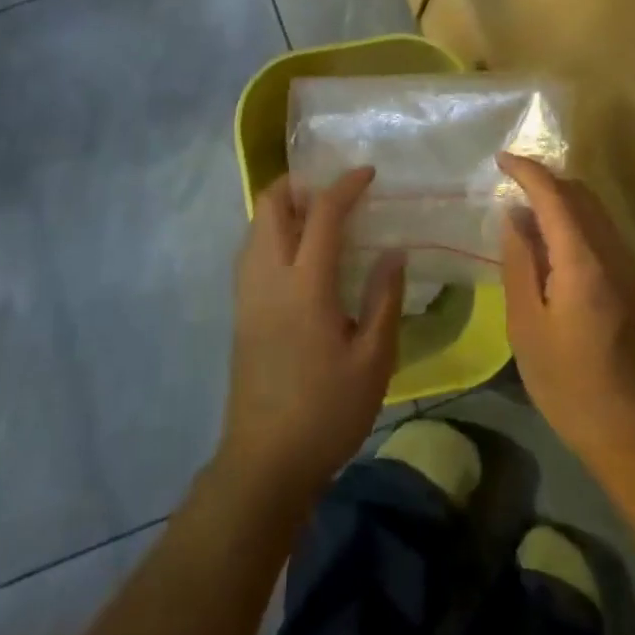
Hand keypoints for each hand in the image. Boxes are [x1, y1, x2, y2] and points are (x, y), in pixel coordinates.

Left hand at [217, 168, 405, 508]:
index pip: (322, 213)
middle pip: (270, 203)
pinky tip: (299, 255)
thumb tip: (394, 251)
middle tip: (334, 192)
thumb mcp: (373, 360)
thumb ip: (383, 298)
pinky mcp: (239, 308)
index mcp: (305, 284)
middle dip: (299, 183)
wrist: (264, 461)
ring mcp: (247, 290)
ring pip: (255, 223)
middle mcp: (268, 274)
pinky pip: (251, 247)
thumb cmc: (327, 412)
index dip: (345, 185)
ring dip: (284, 206)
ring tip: (320, 219)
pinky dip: (273, 231)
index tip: (367, 173)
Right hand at [499, 154, 634, 491]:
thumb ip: (519, 262)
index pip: (555, 195)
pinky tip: (554, 244)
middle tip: (510, 182)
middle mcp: (614, 254)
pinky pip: (605, 233)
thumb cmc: (569, 384)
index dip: (527, 170)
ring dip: (563, 198)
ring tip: (527, 209)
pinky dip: (577, 221)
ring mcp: (632, 269)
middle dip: (546, 178)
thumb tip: (514, 215)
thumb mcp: (526, 325)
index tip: (500, 159)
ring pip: (597, 211)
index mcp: (583, 262)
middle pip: (582, 194)